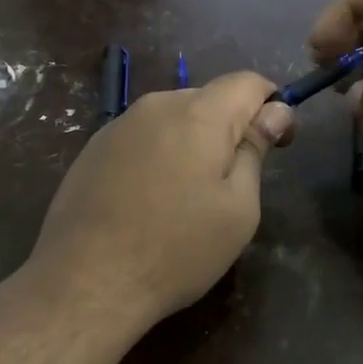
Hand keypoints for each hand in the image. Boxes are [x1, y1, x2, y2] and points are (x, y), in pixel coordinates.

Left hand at [27, 71, 294, 328]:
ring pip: (173, 119)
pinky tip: (149, 202)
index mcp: (199, 114)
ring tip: (187, 198)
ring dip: (192, 143)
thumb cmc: (177, 250)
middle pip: (208, 99)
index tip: (276, 144)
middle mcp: (156, 106)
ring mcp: (118, 125)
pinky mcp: (92, 149)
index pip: (248, 82)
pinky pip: (142, 138)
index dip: (271, 106)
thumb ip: (255, 151)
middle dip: (229, 129)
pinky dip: (158, 156)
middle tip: (231, 184)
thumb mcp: (238, 209)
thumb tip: (275, 111)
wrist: (86, 282)